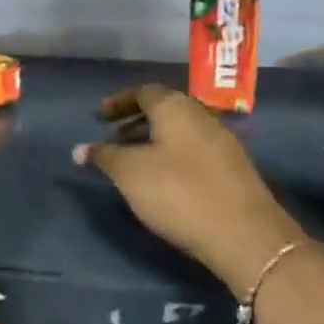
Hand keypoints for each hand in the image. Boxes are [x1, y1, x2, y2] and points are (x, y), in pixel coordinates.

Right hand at [74, 84, 304, 293]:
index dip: (118, 102)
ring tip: (132, 161)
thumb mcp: (131, 174)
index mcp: (176, 107)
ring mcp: (221, 140)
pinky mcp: (232, 166)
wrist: (244, 232)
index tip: (98, 117)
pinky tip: (163, 178)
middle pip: (163, 109)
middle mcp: (200, 115)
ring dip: (153, 139)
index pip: (143, 91)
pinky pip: (193, 148)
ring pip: (179, 130)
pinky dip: (171, 154)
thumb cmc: (179, 192)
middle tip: (111, 137)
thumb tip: (80, 148)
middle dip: (135, 120)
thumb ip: (105, 157)